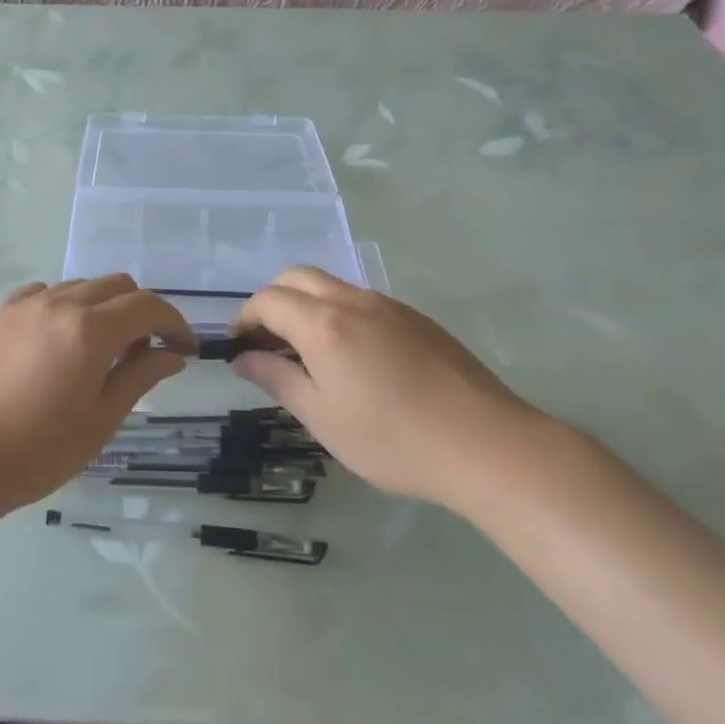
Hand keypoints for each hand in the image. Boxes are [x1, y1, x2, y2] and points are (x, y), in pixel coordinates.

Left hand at [0, 277, 192, 513]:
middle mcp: (59, 304)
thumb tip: (172, 354)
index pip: (148, 307)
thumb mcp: (100, 420)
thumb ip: (140, 376)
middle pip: (116, 285)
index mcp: (89, 330)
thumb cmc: (37, 451)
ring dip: (102, 308)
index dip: (174, 324)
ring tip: (98, 350)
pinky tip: (56, 341)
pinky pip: (43, 294)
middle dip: (141, 312)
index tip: (183, 350)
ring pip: (80, 286)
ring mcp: (23, 305)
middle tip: (142, 352)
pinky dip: (64, 307)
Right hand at [231, 268, 556, 511]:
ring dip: (305, 306)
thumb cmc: (392, 439)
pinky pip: (361, 301)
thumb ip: (276, 379)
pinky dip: (337, 314)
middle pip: (296, 278)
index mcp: (323, 323)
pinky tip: (351, 359)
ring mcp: (389, 306)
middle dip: (271, 302)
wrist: (486, 445)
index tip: (237, 348)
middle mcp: (353, 301)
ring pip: (331, 286)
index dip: (243, 319)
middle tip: (266, 344)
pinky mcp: (416, 319)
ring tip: (306, 354)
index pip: (267, 300)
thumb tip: (244, 357)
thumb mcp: (322, 418)